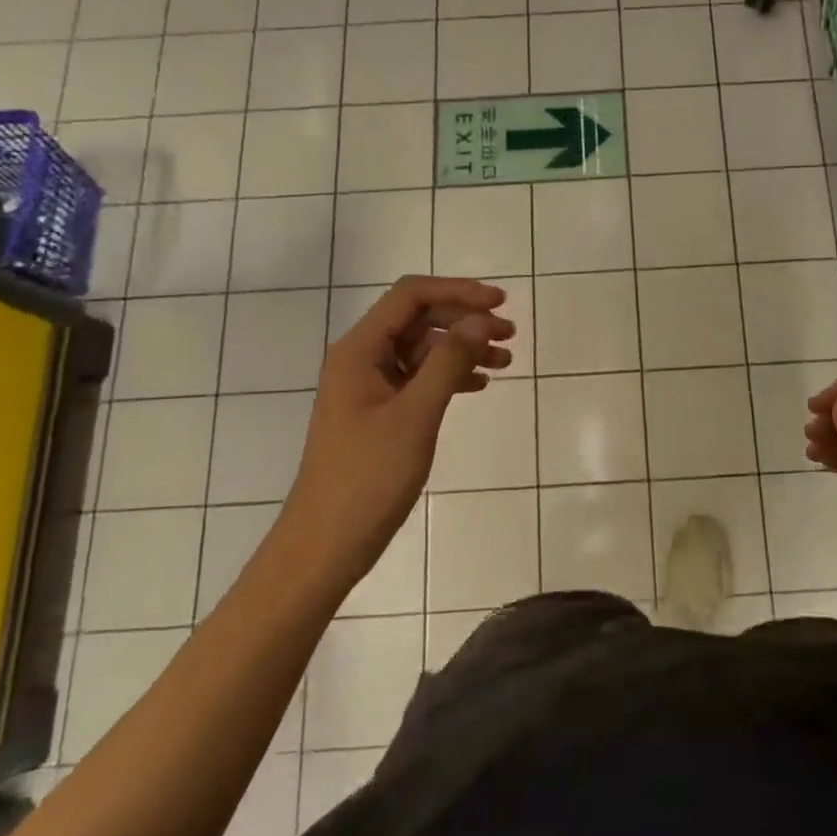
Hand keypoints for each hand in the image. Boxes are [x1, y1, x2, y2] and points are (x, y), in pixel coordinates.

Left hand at [283, 276, 513, 589]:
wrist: (326, 543)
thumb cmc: (368, 477)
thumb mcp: (416, 415)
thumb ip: (449, 362)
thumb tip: (480, 321)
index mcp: (359, 350)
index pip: (410, 296)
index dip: (458, 292)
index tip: (500, 303)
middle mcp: (362, 359)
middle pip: (418, 319)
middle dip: (464, 320)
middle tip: (509, 335)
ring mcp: (370, 386)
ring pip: (422, 350)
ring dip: (462, 349)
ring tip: (505, 360)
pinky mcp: (379, 412)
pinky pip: (419, 378)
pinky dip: (451, 375)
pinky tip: (480, 385)